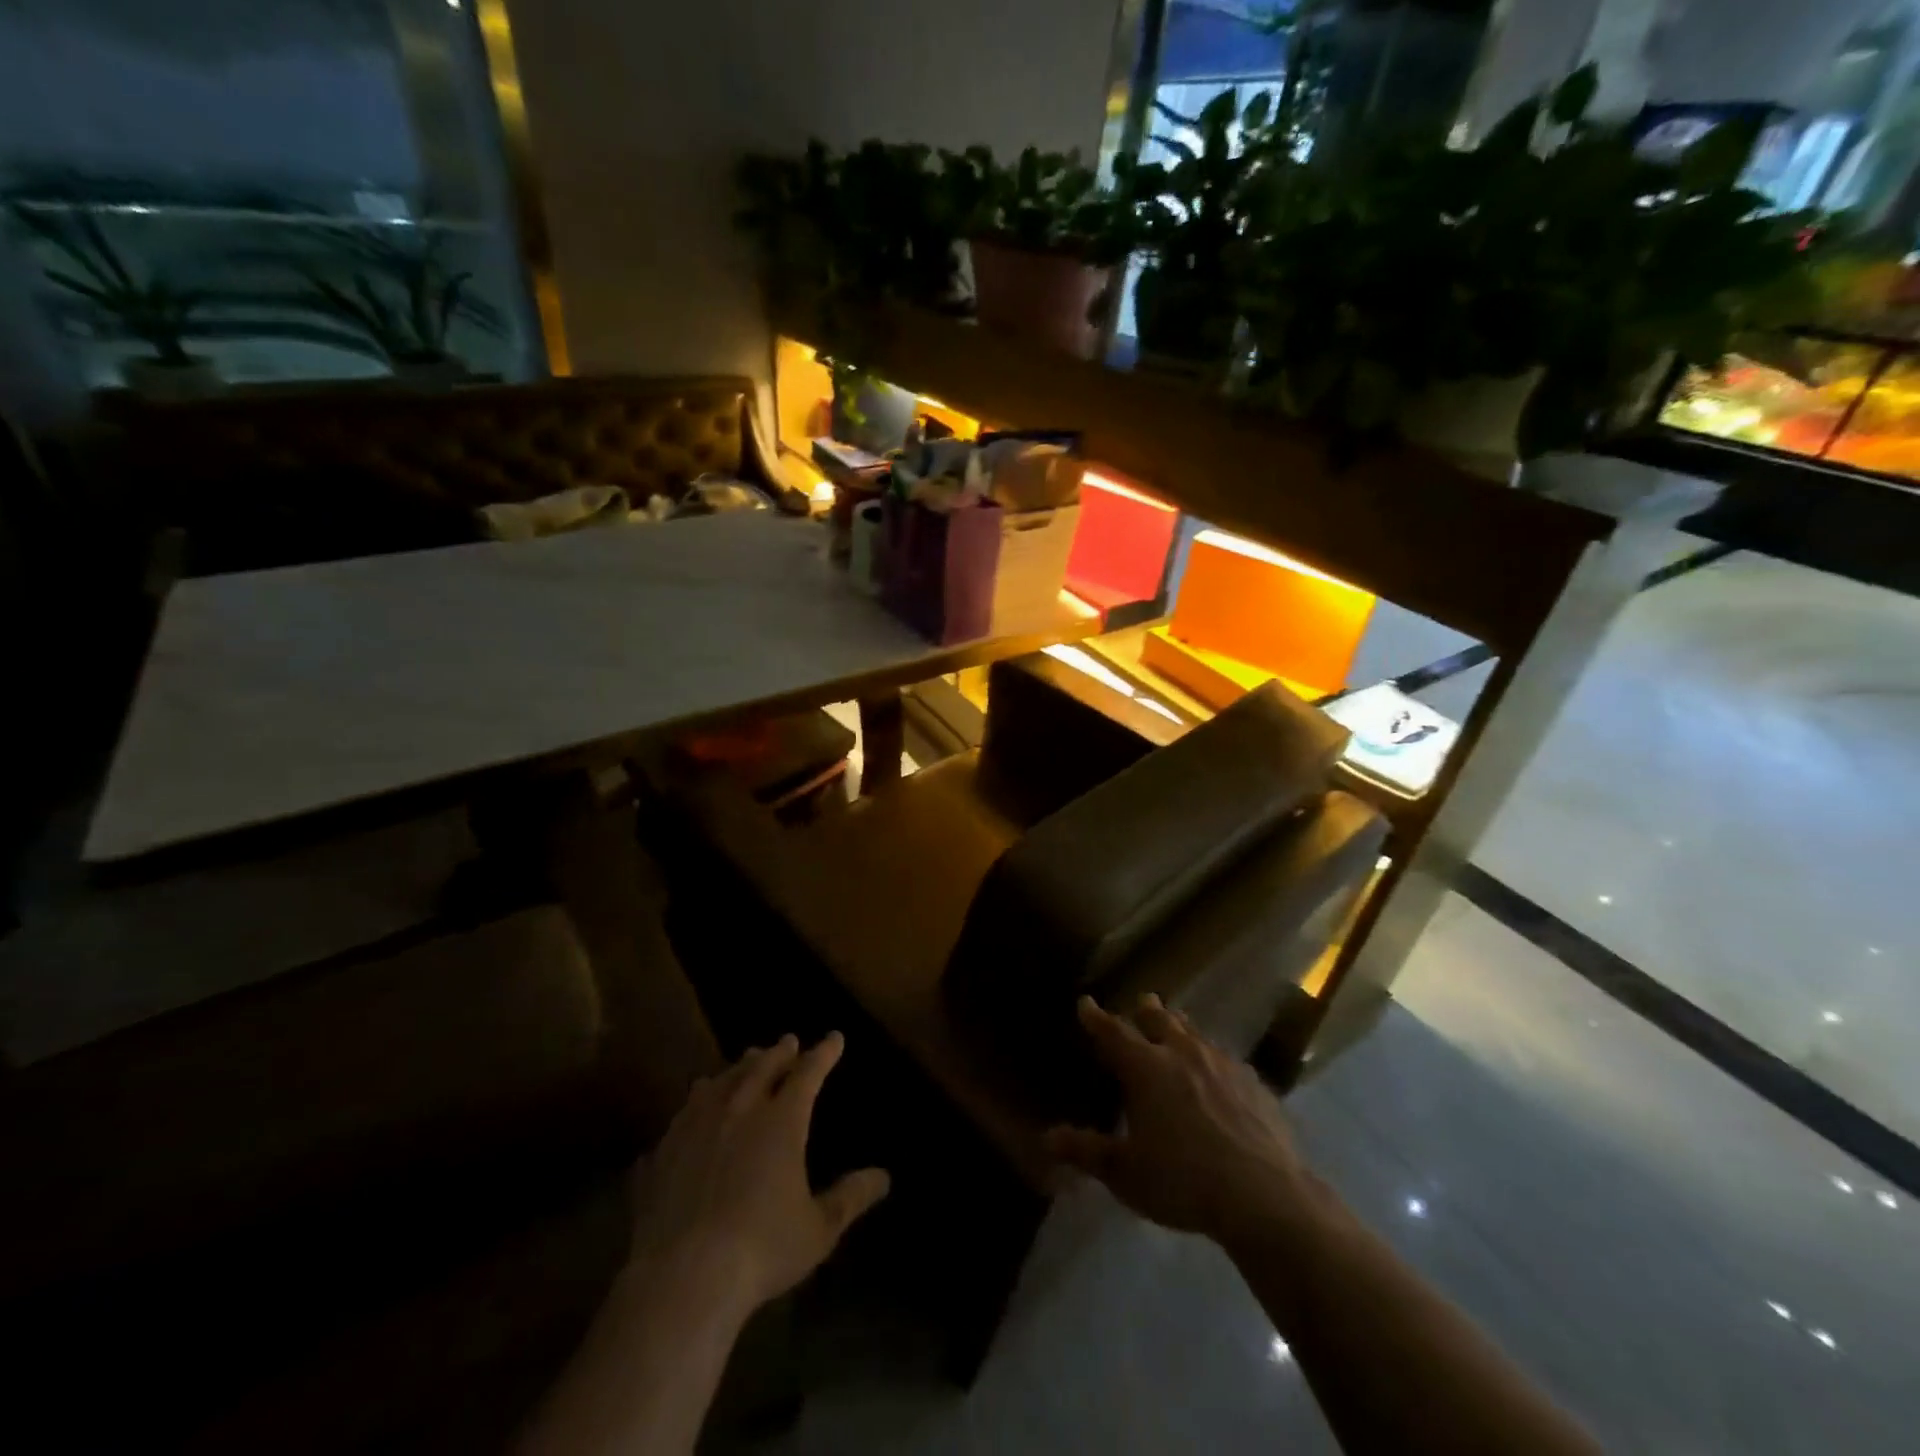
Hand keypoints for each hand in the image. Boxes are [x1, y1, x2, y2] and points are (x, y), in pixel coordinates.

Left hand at [627, 1032, 889, 1320]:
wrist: (682, 1278)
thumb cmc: (761, 1249)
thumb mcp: (818, 1229)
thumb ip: (850, 1198)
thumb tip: (883, 1176)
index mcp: (780, 1120)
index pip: (808, 1073)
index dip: (824, 1053)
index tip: (834, 1038)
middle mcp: (738, 1110)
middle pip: (761, 1067)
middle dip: (779, 1052)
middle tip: (788, 1041)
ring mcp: (694, 1127)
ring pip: (718, 1083)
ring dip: (735, 1070)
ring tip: (742, 1066)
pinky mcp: (661, 1153)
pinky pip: (680, 1118)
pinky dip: (694, 1107)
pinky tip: (690, 1115)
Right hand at [1046, 995, 1313, 1246]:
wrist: (1264, 1196)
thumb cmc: (1183, 1181)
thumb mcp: (1125, 1173)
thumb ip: (1086, 1151)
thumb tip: (1047, 1137)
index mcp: (1146, 1068)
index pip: (1113, 1032)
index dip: (1096, 1017)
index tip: (1085, 1003)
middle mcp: (1182, 1053)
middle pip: (1159, 1019)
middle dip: (1146, 1011)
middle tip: (1141, 1004)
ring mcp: (1223, 1064)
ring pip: (1196, 1034)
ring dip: (1181, 1029)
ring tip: (1178, 1029)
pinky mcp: (1255, 1084)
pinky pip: (1227, 1060)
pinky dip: (1213, 1060)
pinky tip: (1220, 1075)